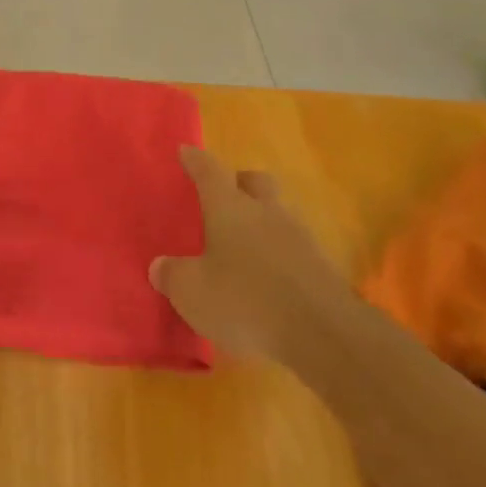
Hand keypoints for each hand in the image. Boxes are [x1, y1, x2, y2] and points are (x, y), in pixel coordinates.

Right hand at [151, 147, 343, 363]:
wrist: (324, 336)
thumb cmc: (246, 301)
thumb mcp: (192, 293)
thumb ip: (173, 275)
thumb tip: (161, 266)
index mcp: (230, 207)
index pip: (209, 171)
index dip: (195, 160)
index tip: (186, 150)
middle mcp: (266, 212)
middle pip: (255, 182)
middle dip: (238, 182)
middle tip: (222, 196)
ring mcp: (299, 238)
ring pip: (277, 214)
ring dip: (261, 222)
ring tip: (243, 246)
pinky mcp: (322, 269)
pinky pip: (293, 249)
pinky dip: (278, 256)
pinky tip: (267, 280)